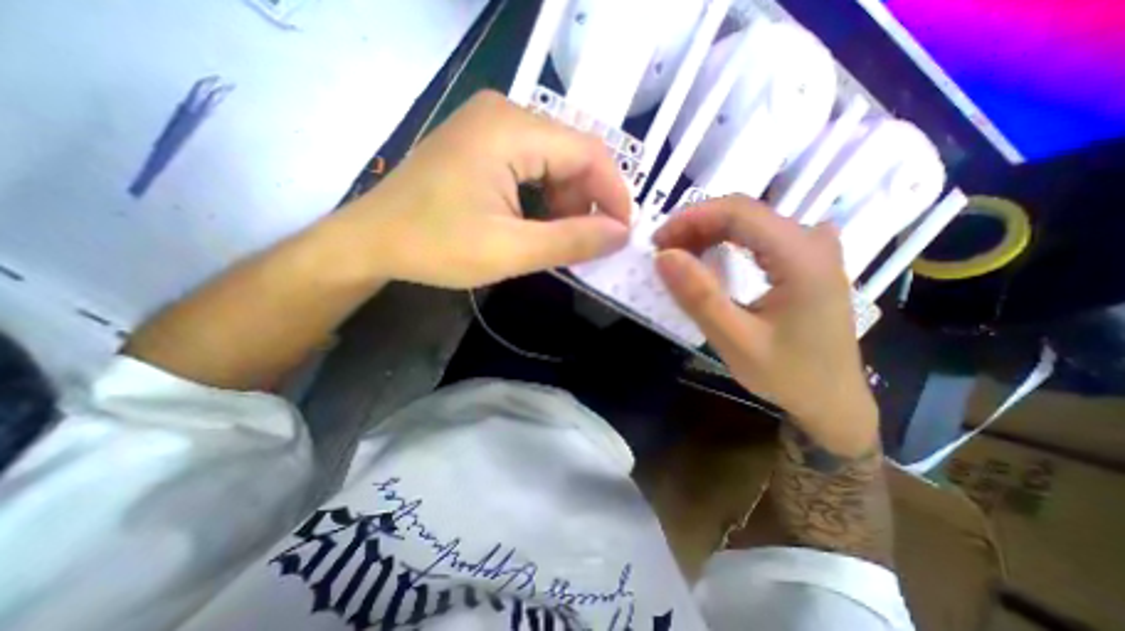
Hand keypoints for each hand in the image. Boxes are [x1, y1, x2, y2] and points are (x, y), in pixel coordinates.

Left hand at [331, 88, 631, 287]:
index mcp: (511, 128)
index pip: (590, 153)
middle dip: (588, 201)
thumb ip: (572, 241)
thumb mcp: (511, 250)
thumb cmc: (436, 246)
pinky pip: (533, 164)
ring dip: (567, 202)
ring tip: (559, 238)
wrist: (372, 240)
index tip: (621, 234)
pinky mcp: (483, 143)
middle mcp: (505, 113)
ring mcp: (491, 125)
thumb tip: (621, 235)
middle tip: (588, 243)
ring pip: (556, 160)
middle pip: (573, 154)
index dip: (614, 195)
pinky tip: (538, 223)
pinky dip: (546, 196)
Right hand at [651, 194, 877, 454]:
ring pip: (749, 221)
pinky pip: (758, 236)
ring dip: (707, 233)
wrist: (832, 399)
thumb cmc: (788, 375)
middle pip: (743, 212)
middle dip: (695, 226)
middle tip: (663, 252)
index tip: (657, 241)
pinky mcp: (806, 259)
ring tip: (679, 257)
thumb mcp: (735, 341)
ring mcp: (813, 247)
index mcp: (801, 256)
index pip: (738, 211)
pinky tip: (709, 259)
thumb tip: (663, 256)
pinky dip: (725, 242)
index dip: (690, 218)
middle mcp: (812, 240)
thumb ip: (699, 297)